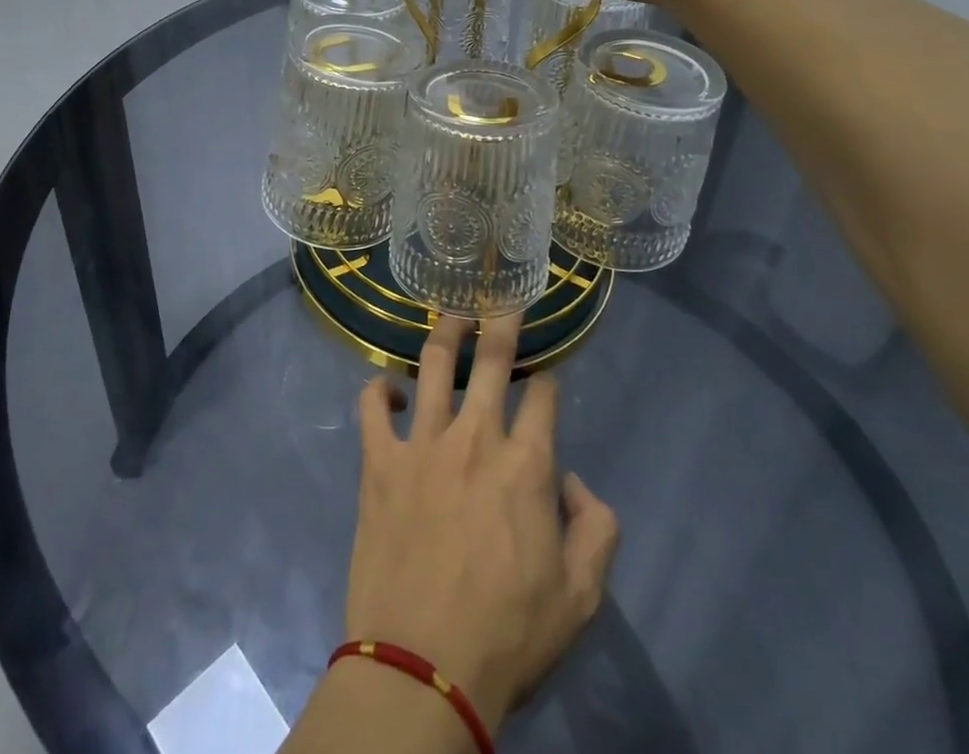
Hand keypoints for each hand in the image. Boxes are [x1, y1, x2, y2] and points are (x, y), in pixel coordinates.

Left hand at [345, 311, 620, 733]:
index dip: (548, 380)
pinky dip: (379, 390)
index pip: (544, 398)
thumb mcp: (580, 598)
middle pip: (492, 361)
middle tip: (503, 301)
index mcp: (527, 465)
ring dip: (445, 333)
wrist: (422, 667)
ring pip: (433, 365)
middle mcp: (476, 438)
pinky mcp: (379, 461)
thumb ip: (597, 531)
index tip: (546, 376)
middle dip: (502, 325)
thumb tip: (578, 484)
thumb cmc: (507, 635)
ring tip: (452, 314)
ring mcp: (423, 443)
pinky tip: (389, 389)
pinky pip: (372, 407)